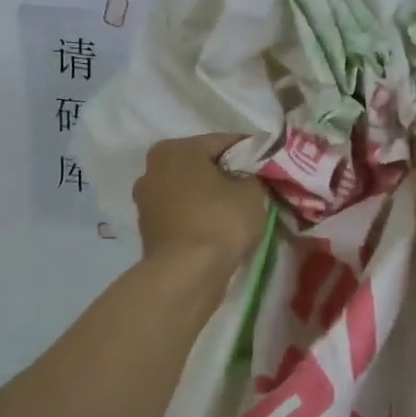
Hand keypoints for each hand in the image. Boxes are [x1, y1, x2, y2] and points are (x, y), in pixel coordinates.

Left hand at [135, 134, 268, 271]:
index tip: (270, 162)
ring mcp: (146, 202)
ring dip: (211, 197)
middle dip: (226, 174)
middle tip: (255, 186)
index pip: (222, 142)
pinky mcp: (148, 231)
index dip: (251, 151)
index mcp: (174, 150)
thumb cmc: (220, 221)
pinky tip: (219, 229)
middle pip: (201, 165)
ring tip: (239, 210)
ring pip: (189, 191)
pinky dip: (199, 217)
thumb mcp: (251, 192)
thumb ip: (251, 176)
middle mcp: (152, 169)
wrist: (187, 274)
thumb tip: (247, 179)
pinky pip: (182, 215)